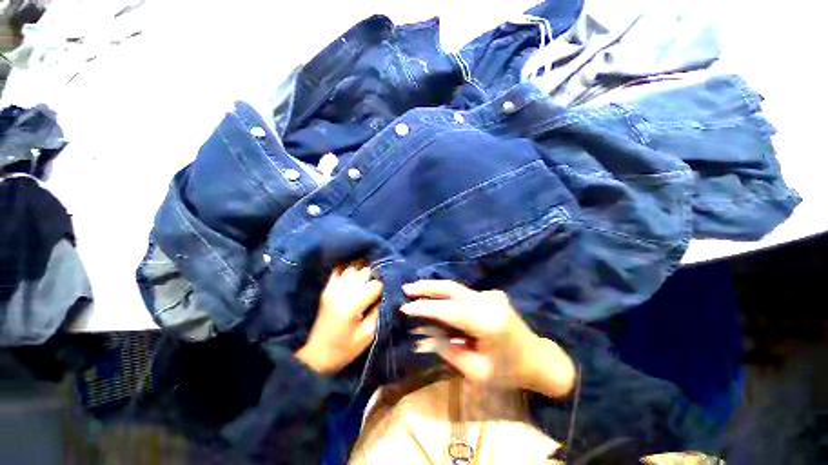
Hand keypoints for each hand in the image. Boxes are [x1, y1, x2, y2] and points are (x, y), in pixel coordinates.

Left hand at [296, 263, 382, 375]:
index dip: (385, 286)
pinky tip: (356, 274)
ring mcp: (332, 288)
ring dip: (364, 271)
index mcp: (352, 304)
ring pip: (354, 268)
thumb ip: (378, 311)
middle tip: (382, 284)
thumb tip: (386, 295)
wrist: (316, 355)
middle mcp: (342, 291)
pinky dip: (350, 269)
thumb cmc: (344, 349)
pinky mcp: (327, 288)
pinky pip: (339, 270)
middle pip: (365, 271)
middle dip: (376, 276)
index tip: (389, 291)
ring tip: (371, 279)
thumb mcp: (368, 334)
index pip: (375, 284)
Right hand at [402, 280, 574, 397]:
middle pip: (452, 288)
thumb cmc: (509, 371)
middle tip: (407, 288)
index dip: (425, 307)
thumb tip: (426, 336)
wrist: (539, 359)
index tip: (404, 307)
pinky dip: (447, 294)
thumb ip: (449, 351)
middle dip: (427, 287)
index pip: (448, 310)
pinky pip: (464, 293)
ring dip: (435, 287)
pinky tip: (436, 299)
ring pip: (456, 287)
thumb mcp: (476, 372)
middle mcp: (488, 302)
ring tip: (415, 290)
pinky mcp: (491, 295)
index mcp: (486, 322)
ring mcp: (491, 295)